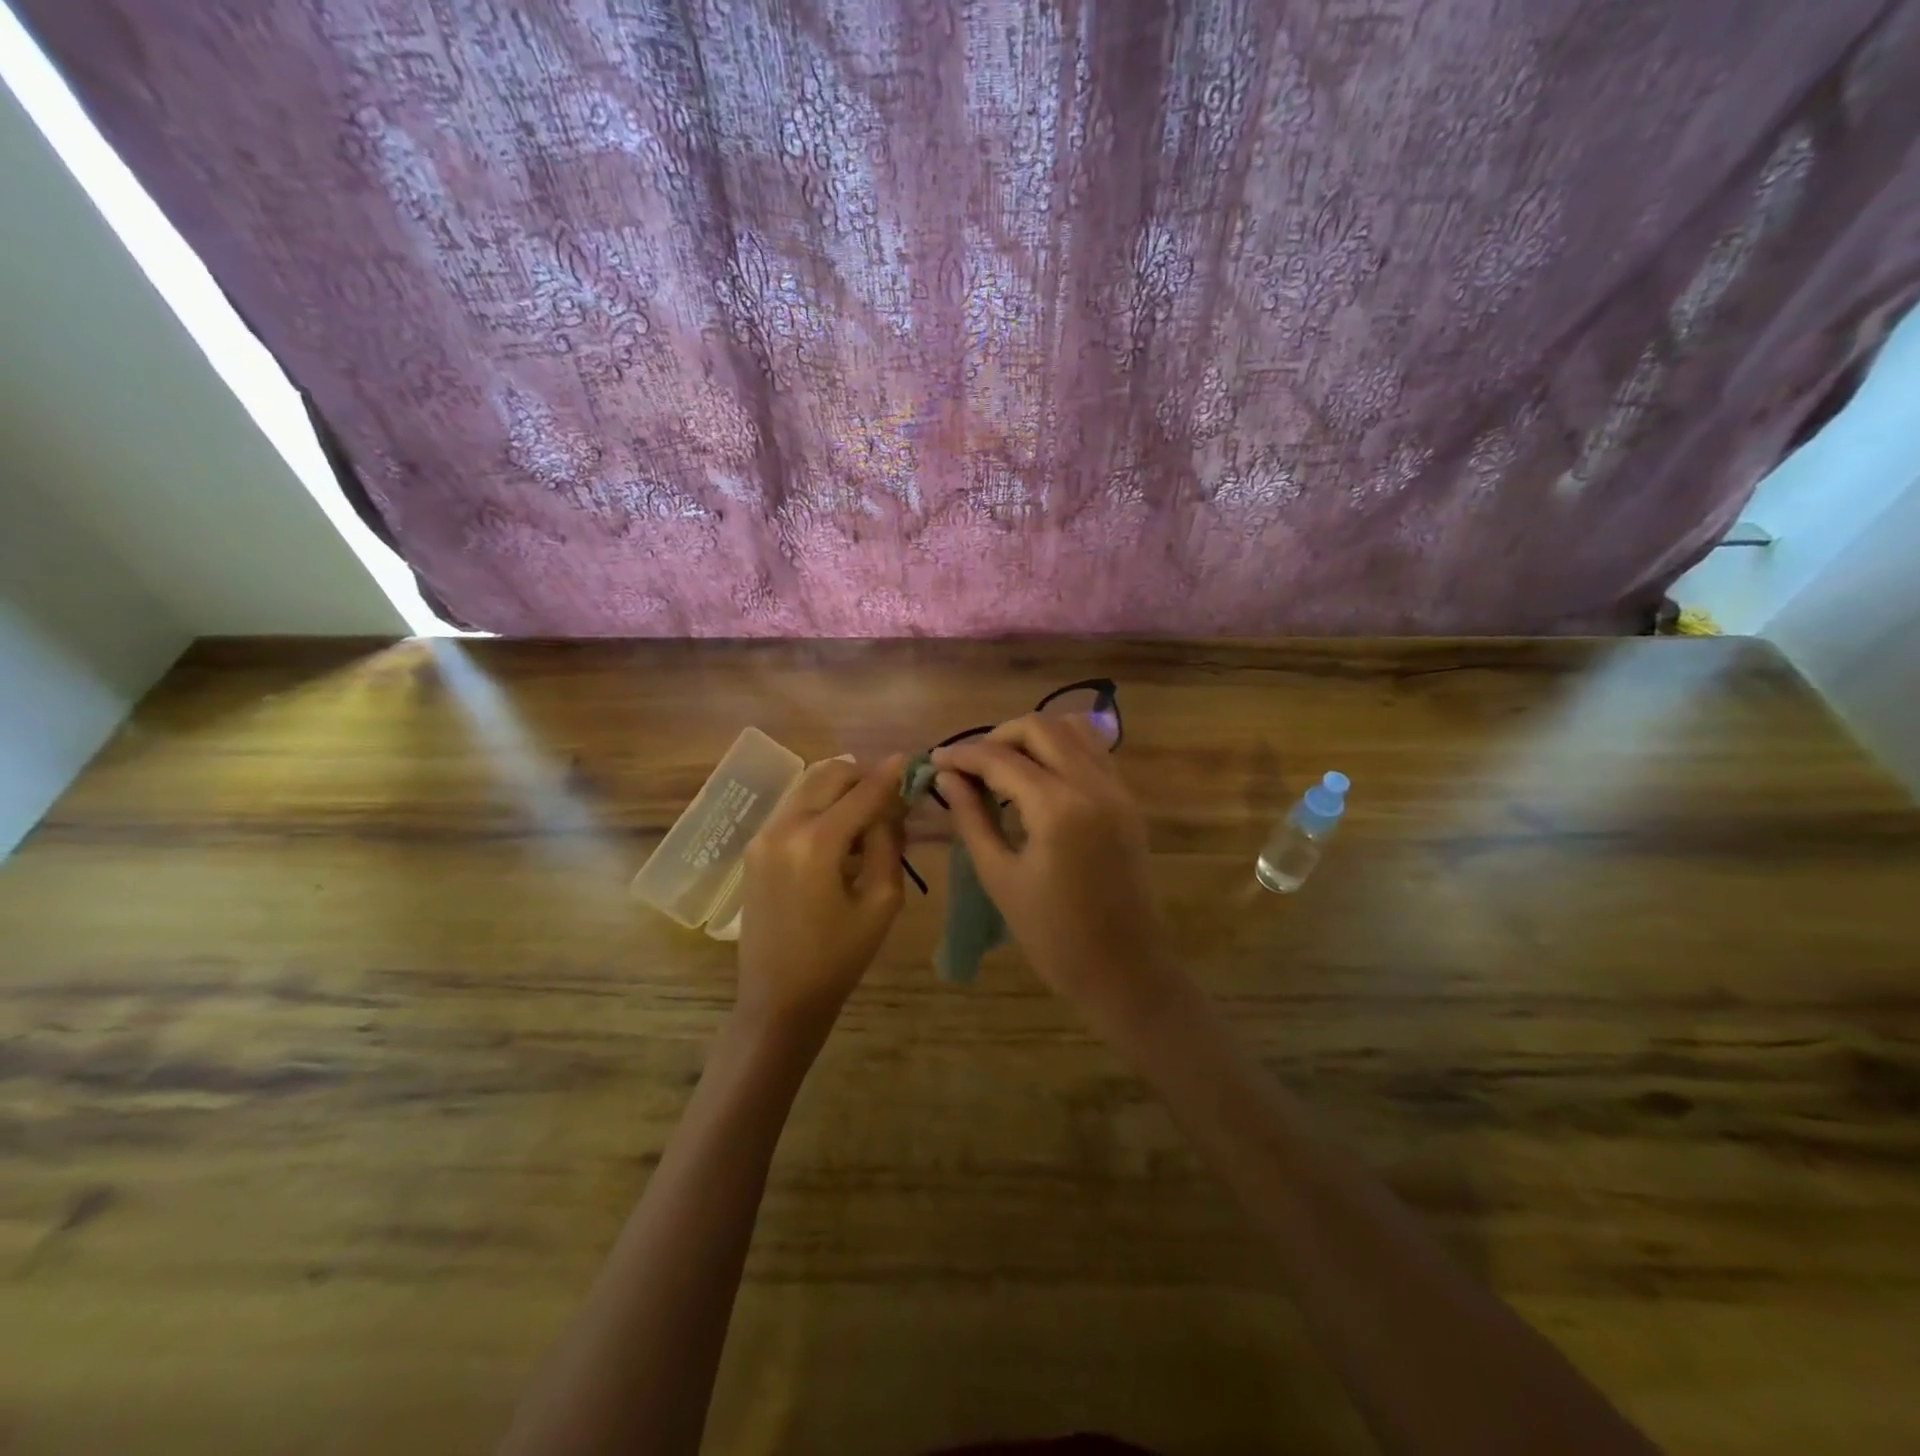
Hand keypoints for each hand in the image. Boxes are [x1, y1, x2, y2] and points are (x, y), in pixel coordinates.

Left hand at [737, 755, 906, 1037]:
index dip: (888, 775)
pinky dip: (820, 805)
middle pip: (828, 775)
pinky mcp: (754, 849)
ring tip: (868, 810)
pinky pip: (793, 808)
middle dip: (862, 775)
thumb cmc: (839, 958)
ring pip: (807, 787)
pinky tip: (840, 829)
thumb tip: (891, 807)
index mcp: (816, 843)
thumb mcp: (881, 902)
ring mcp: (763, 836)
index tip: (909, 758)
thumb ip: (887, 844)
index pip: (861, 793)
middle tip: (889, 791)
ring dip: (840, 788)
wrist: (779, 998)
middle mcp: (783, 828)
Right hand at [933, 717, 1183, 1037]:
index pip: (1002, 759)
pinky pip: (1094, 752)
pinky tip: (1038, 778)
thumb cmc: (1052, 935)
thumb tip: (947, 777)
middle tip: (970, 766)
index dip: (963, 755)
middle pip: (1041, 727)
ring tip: (1004, 767)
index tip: (936, 759)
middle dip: (998, 736)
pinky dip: (1062, 749)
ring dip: (1034, 737)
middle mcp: (1093, 785)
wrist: (1124, 969)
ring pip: (1073, 729)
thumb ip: (972, 818)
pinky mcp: (1128, 801)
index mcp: (1058, 808)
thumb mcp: (999, 876)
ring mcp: (1117, 789)